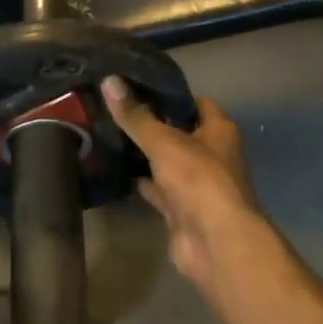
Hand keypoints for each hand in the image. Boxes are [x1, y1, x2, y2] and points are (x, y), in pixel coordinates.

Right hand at [101, 76, 262, 292]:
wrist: (214, 242)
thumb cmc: (198, 180)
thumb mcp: (164, 141)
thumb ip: (136, 116)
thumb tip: (109, 80)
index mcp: (218, 131)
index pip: (194, 102)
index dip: (167, 94)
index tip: (134, 86)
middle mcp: (210, 154)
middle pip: (176, 132)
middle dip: (147, 123)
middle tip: (111, 109)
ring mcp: (194, 184)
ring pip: (163, 161)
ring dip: (140, 153)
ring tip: (105, 133)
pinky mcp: (179, 208)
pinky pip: (154, 188)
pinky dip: (137, 180)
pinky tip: (112, 169)